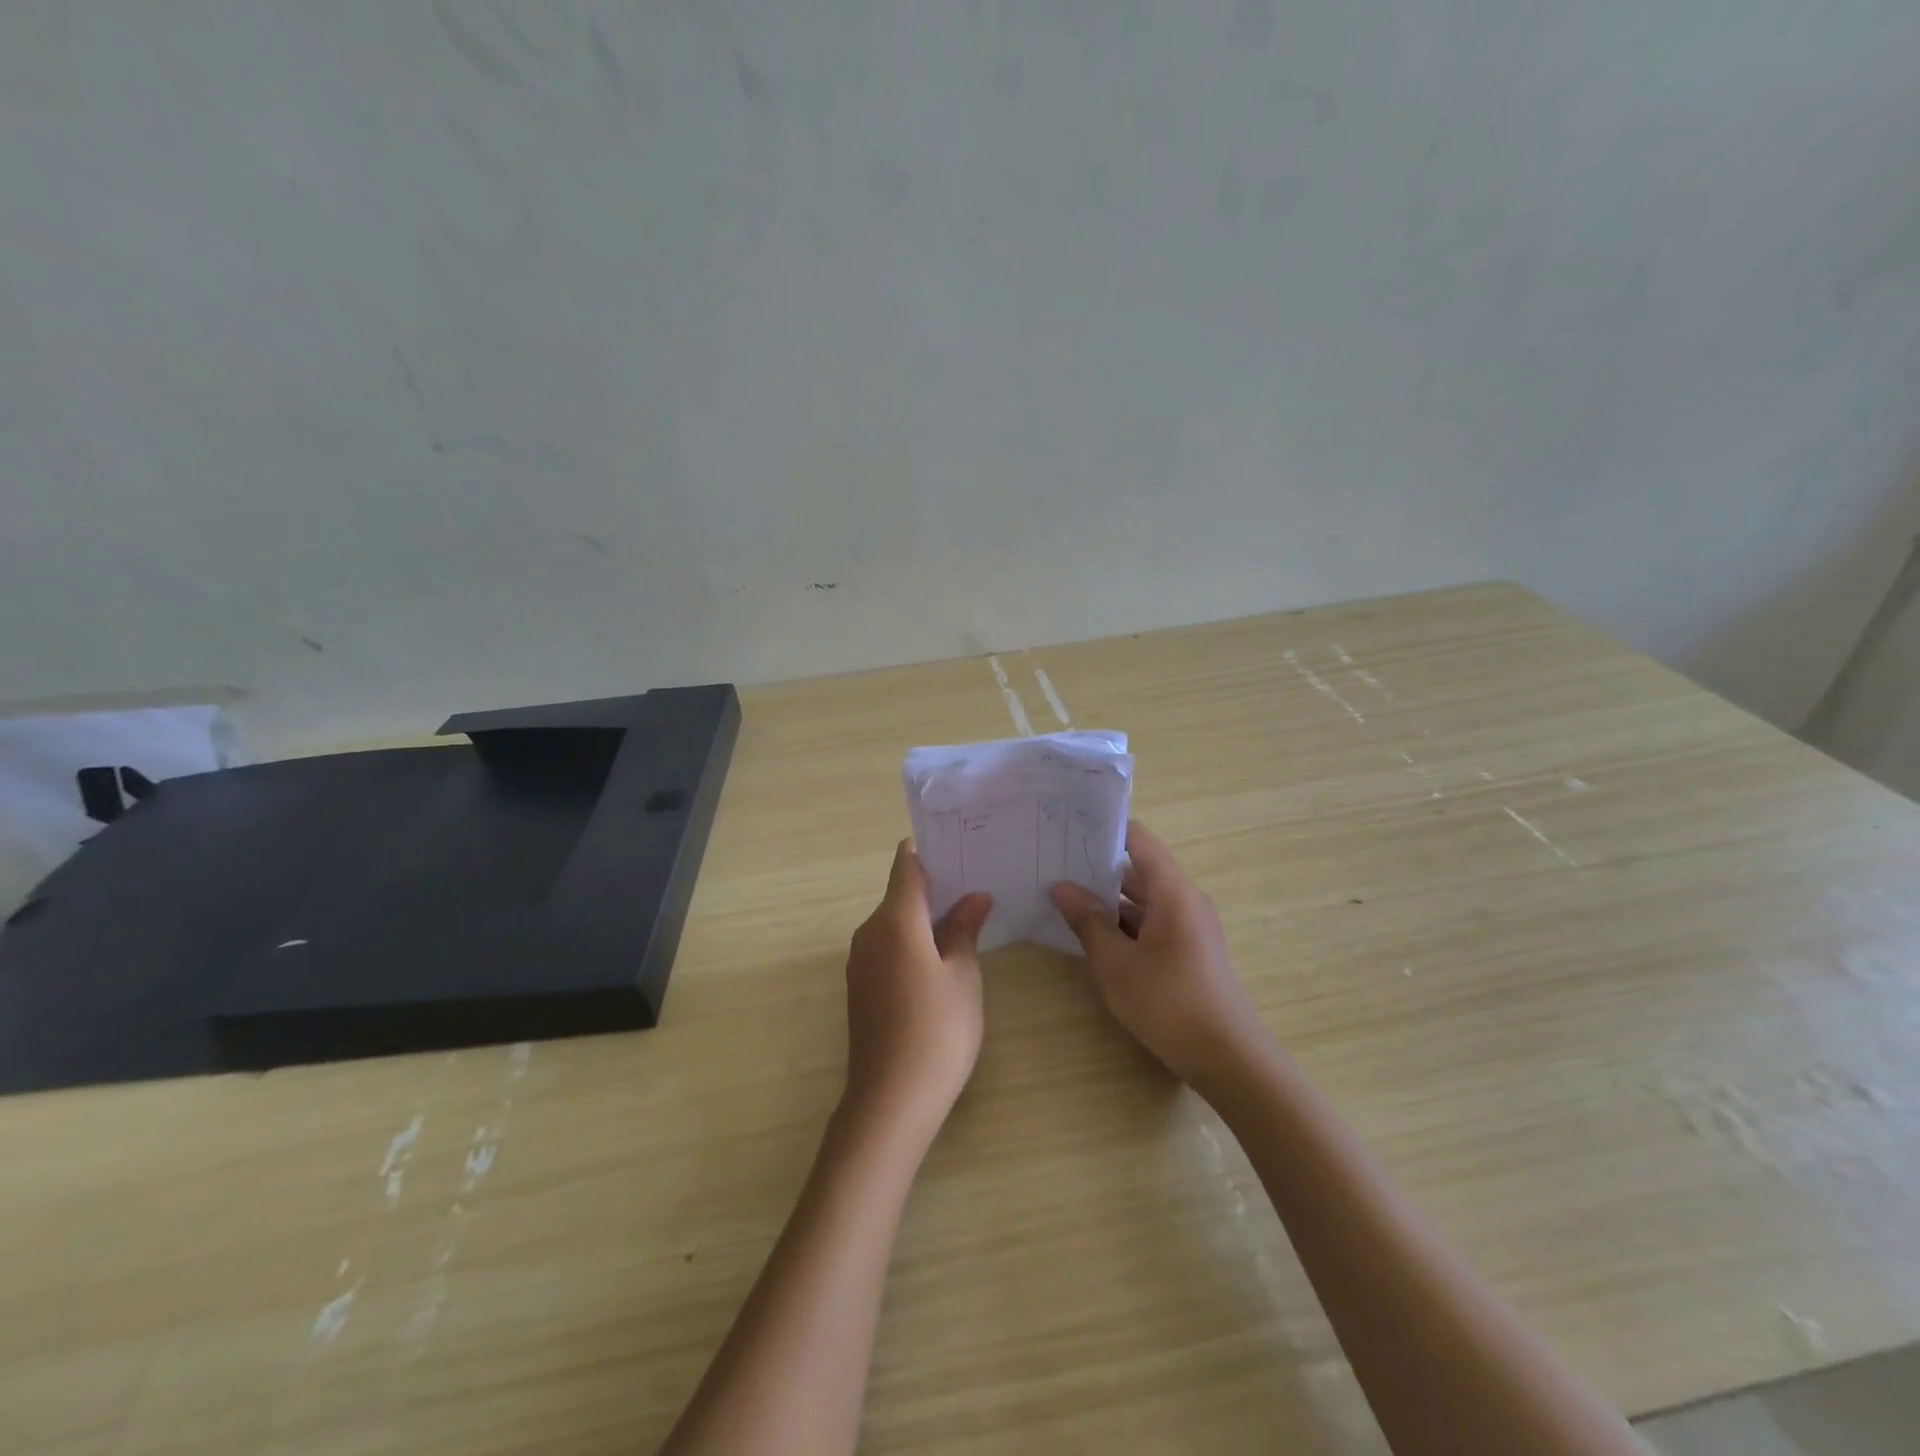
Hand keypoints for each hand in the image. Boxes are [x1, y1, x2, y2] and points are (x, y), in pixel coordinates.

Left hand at [842, 840, 992, 1144]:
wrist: (890, 1100)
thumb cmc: (937, 1030)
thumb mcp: (963, 975)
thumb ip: (964, 929)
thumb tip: (974, 897)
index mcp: (894, 920)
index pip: (907, 867)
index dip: (928, 851)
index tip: (958, 845)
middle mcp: (869, 932)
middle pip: (900, 894)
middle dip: (934, 886)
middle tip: (976, 883)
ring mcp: (860, 961)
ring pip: (894, 923)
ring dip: (924, 917)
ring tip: (966, 917)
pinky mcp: (860, 987)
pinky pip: (887, 947)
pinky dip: (911, 942)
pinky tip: (940, 957)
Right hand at [1051, 820, 1268, 1088]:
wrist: (1228, 1058)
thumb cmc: (1168, 1002)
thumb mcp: (1116, 963)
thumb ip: (1088, 921)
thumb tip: (1062, 887)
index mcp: (1172, 891)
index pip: (1139, 839)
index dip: (1105, 829)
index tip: (1068, 828)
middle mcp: (1185, 900)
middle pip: (1139, 869)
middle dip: (1097, 868)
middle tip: (1054, 865)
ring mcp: (1190, 927)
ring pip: (1143, 900)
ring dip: (1109, 901)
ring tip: (1064, 899)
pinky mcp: (1189, 951)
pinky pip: (1152, 923)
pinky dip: (1124, 924)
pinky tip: (1093, 936)